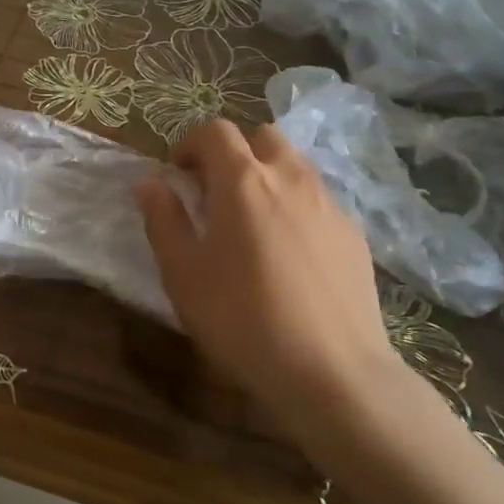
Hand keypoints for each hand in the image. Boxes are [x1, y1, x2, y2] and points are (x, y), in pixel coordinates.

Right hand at [134, 120, 396, 439]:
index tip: (178, 173)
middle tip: (215, 193)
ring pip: (295, 165)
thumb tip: (149, 183)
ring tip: (252, 221)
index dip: (190, 143)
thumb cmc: (243, 319)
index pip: (215, 131)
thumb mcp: (183, 274)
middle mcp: (290, 178)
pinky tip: (289, 253)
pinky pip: (318, 199)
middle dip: (234, 152)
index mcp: (243, 181)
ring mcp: (329, 203)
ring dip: (267, 175)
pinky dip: (296, 205)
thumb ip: (163, 220)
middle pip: (261, 136)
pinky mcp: (353, 233)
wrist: (332, 371)